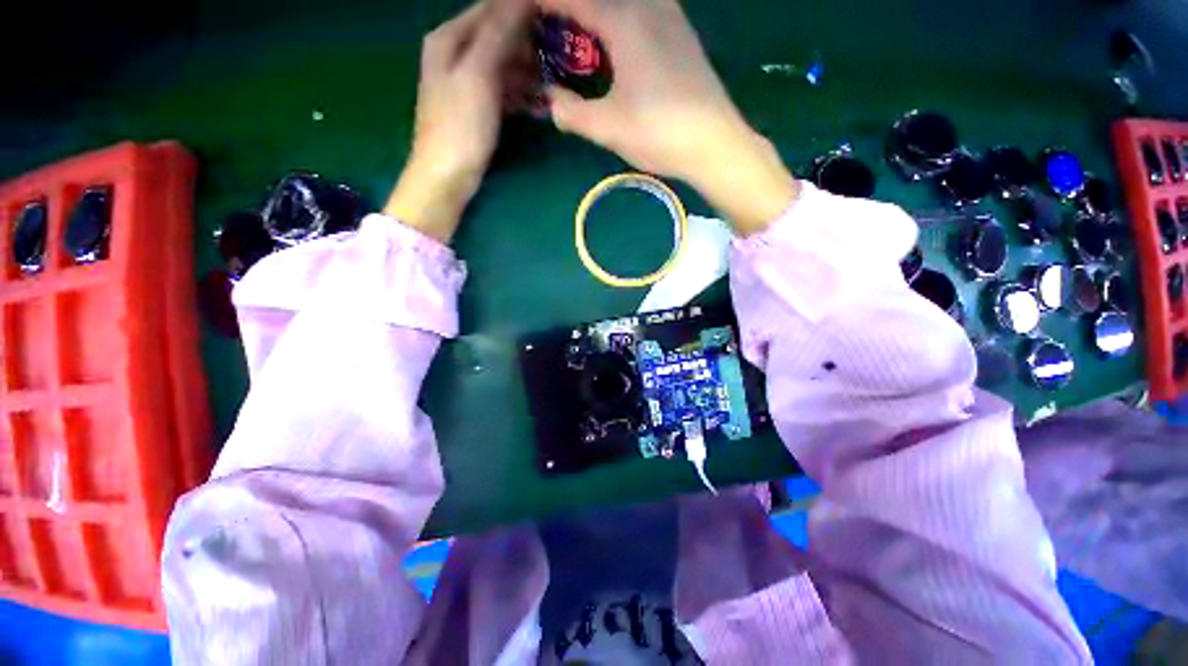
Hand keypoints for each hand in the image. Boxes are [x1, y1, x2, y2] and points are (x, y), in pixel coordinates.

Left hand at [385, 0, 533, 242]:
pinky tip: (541, 104)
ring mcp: (467, 83)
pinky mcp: (478, 108)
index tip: (556, 18)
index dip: (522, 10)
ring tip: (555, 85)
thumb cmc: (460, 125)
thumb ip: (499, 33)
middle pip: (499, 37)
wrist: (447, 176)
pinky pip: (504, 91)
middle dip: (529, 45)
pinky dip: (522, 95)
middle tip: (559, 57)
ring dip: (529, 73)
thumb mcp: (479, 74)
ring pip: (504, 66)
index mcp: (450, 38)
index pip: (491, 9)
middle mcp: (456, 54)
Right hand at [540, 0, 798, 233]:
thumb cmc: (659, 133)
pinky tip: (612, 47)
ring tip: (576, 42)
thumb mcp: (607, 127)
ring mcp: (670, 15)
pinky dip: (617, 21)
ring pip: (620, 3)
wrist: (715, 144)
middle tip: (548, 36)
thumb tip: (550, 102)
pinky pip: (640, 11)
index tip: (520, 15)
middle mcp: (647, 4)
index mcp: (623, 19)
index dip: (543, 5)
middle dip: (568, 13)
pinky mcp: (681, 33)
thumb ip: (570, 112)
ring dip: (594, 18)